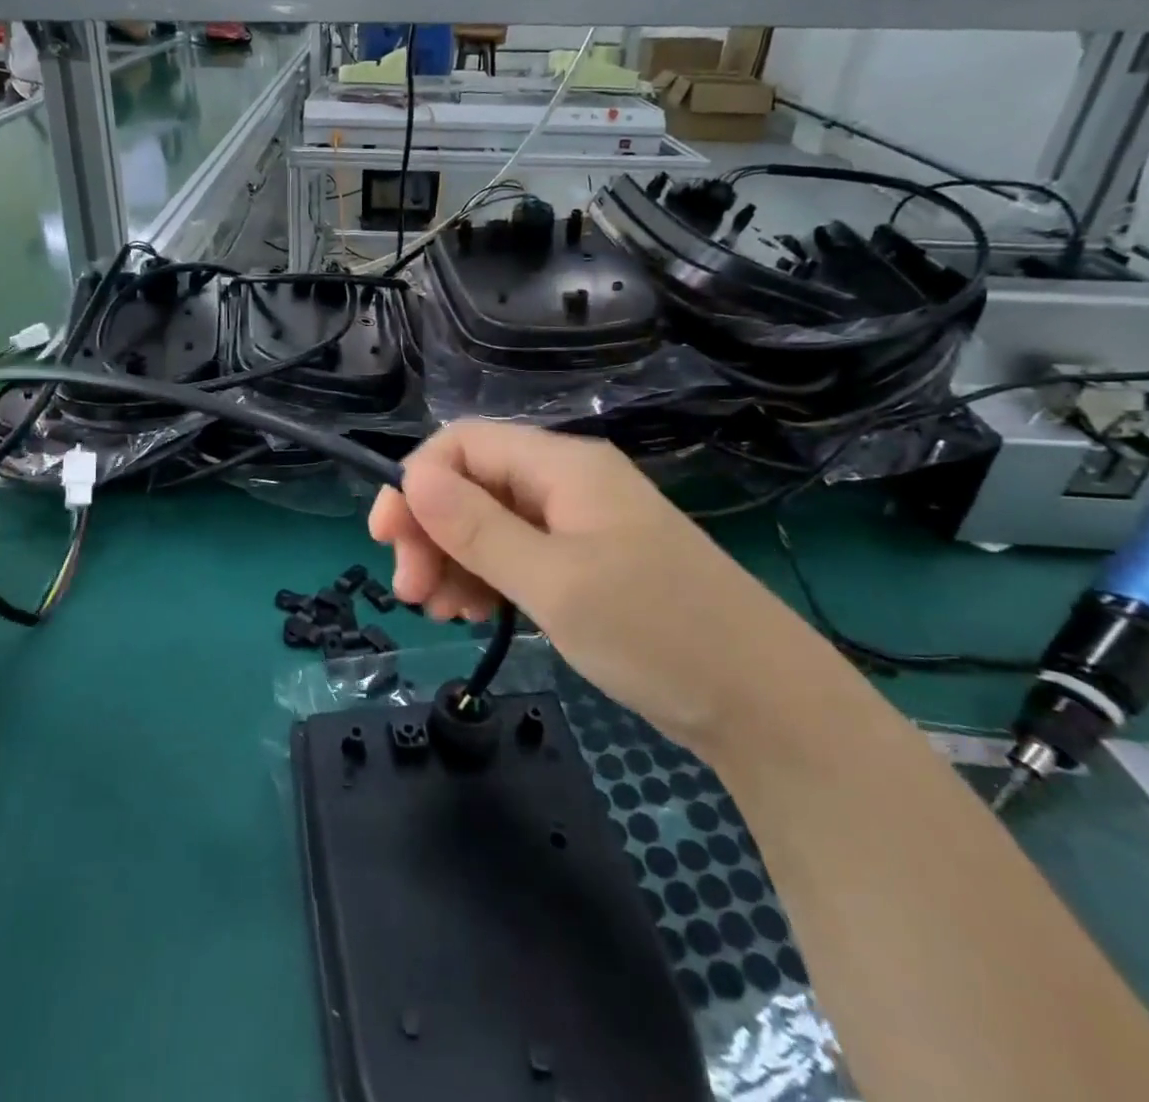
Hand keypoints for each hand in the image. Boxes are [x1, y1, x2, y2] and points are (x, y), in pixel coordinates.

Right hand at [369, 421, 817, 751]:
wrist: (762, 704)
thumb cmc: (656, 632)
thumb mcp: (554, 581)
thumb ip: (477, 528)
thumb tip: (411, 477)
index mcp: (563, 467)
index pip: (464, 444)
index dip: (416, 482)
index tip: (386, 540)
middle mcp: (567, 484)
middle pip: (472, 484)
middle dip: (430, 530)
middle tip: (410, 592)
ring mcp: (578, 525)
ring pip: (489, 523)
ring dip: (453, 559)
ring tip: (439, 611)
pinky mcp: (586, 563)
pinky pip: (517, 555)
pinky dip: (486, 579)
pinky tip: (473, 613)